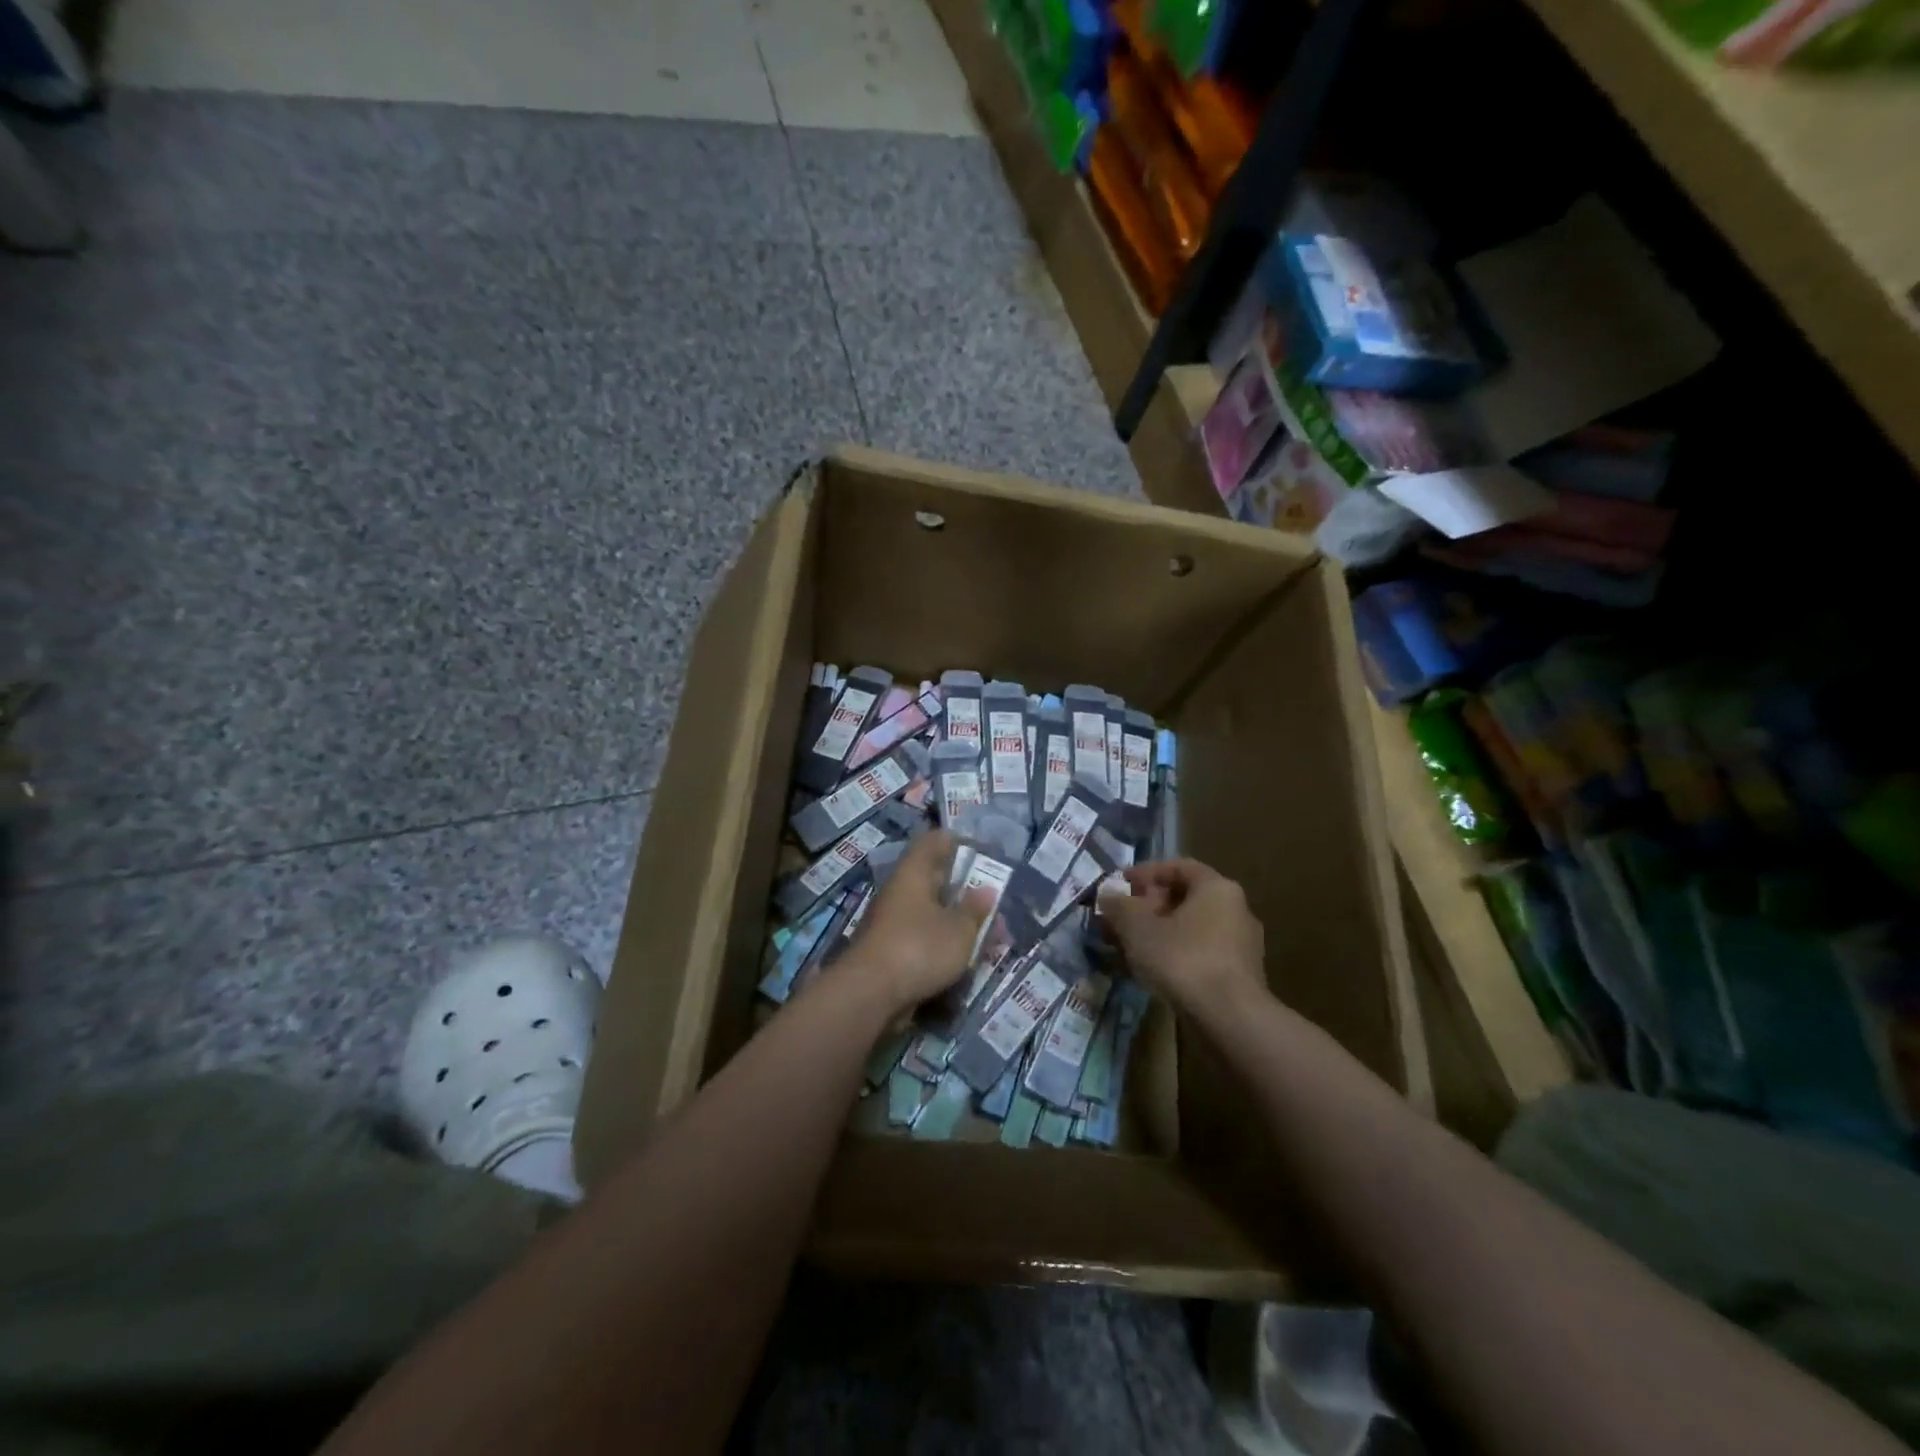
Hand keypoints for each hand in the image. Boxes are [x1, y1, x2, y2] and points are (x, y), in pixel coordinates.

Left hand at [844, 831, 993, 1015]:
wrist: (870, 995)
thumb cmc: (919, 948)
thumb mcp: (959, 929)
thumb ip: (975, 909)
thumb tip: (986, 889)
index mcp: (913, 873)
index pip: (933, 842)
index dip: (957, 842)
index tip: (981, 852)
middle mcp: (899, 892)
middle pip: (933, 880)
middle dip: (964, 890)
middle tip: (992, 899)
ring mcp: (892, 923)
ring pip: (930, 913)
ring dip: (957, 921)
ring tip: (988, 935)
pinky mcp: (890, 952)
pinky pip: (923, 939)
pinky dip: (944, 944)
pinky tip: (965, 957)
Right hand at [1099, 858, 1266, 1016]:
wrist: (1229, 1018)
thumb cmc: (1183, 958)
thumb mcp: (1137, 928)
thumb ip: (1119, 906)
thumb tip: (1108, 894)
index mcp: (1217, 888)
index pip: (1179, 867)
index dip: (1146, 873)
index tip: (1120, 885)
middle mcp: (1236, 909)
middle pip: (1185, 898)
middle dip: (1148, 906)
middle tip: (1120, 919)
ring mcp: (1241, 944)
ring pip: (1191, 927)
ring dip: (1159, 932)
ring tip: (1129, 946)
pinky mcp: (1240, 974)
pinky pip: (1200, 952)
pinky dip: (1175, 953)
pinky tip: (1152, 969)